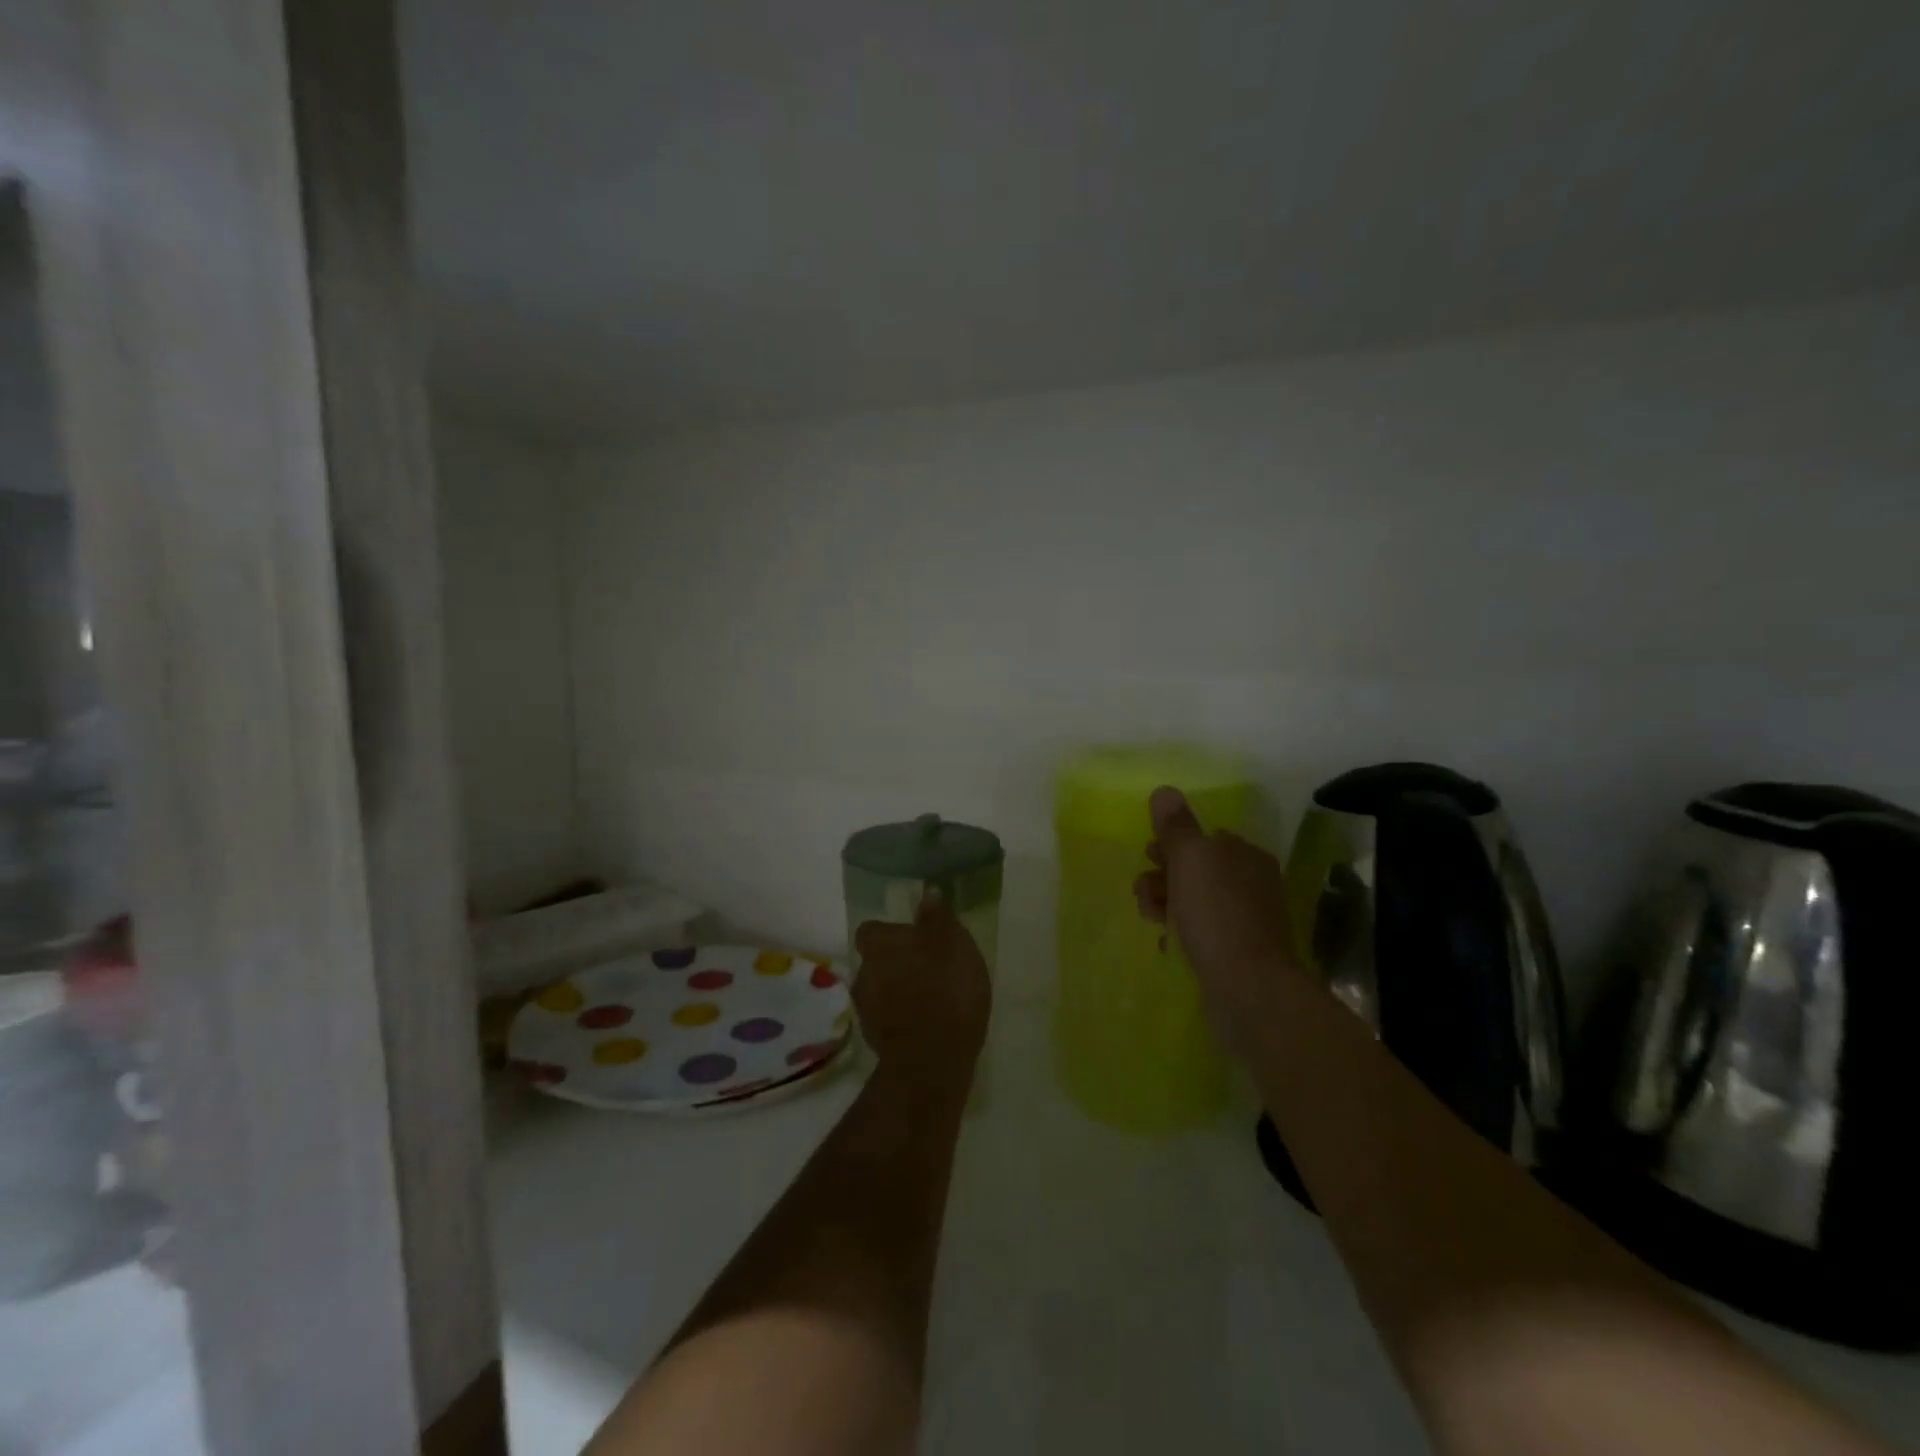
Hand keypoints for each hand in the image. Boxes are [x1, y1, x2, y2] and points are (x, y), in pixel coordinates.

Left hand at [853, 892, 991, 1084]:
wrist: (931, 1060)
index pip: (872, 930)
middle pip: (875, 961)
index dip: (890, 933)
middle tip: (927, 968)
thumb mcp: (951, 943)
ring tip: (929, 998)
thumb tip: (927, 894)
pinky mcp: (875, 1041)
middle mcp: (864, 973)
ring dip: (898, 991)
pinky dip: (902, 1018)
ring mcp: (866, 1010)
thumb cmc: (944, 989)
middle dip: (896, 963)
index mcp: (879, 945)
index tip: (913, 938)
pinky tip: (926, 1023)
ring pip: (880, 990)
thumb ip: (936, 918)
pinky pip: (888, 1019)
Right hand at [1133, 786, 1303, 1053]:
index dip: (1172, 844)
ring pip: (1195, 901)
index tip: (1149, 856)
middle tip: (1144, 892)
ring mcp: (1247, 920)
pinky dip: (1181, 932)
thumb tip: (1164, 791)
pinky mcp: (1238, 953)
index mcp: (1245, 855)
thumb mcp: (1191, 859)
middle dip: (1163, 876)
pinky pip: (1201, 932)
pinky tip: (1168, 943)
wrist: (1248, 988)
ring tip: (1152, 919)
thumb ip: (1176, 826)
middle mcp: (1252, 883)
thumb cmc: (1217, 914)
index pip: (1204, 838)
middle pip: (1196, 870)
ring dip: (1166, 904)